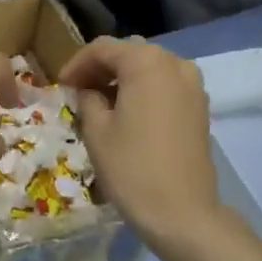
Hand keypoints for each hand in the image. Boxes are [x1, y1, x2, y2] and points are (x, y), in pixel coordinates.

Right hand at [59, 37, 219, 250]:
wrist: (181, 212)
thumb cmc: (131, 167)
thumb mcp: (96, 130)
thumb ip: (87, 99)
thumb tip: (88, 92)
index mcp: (146, 62)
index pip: (103, 48)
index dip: (77, 64)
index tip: (60, 86)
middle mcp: (175, 64)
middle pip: (129, 54)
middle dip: (101, 69)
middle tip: (77, 92)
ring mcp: (193, 86)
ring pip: (150, 69)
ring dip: (123, 80)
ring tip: (101, 104)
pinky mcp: (200, 108)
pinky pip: (166, 86)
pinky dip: (144, 92)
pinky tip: (127, 115)